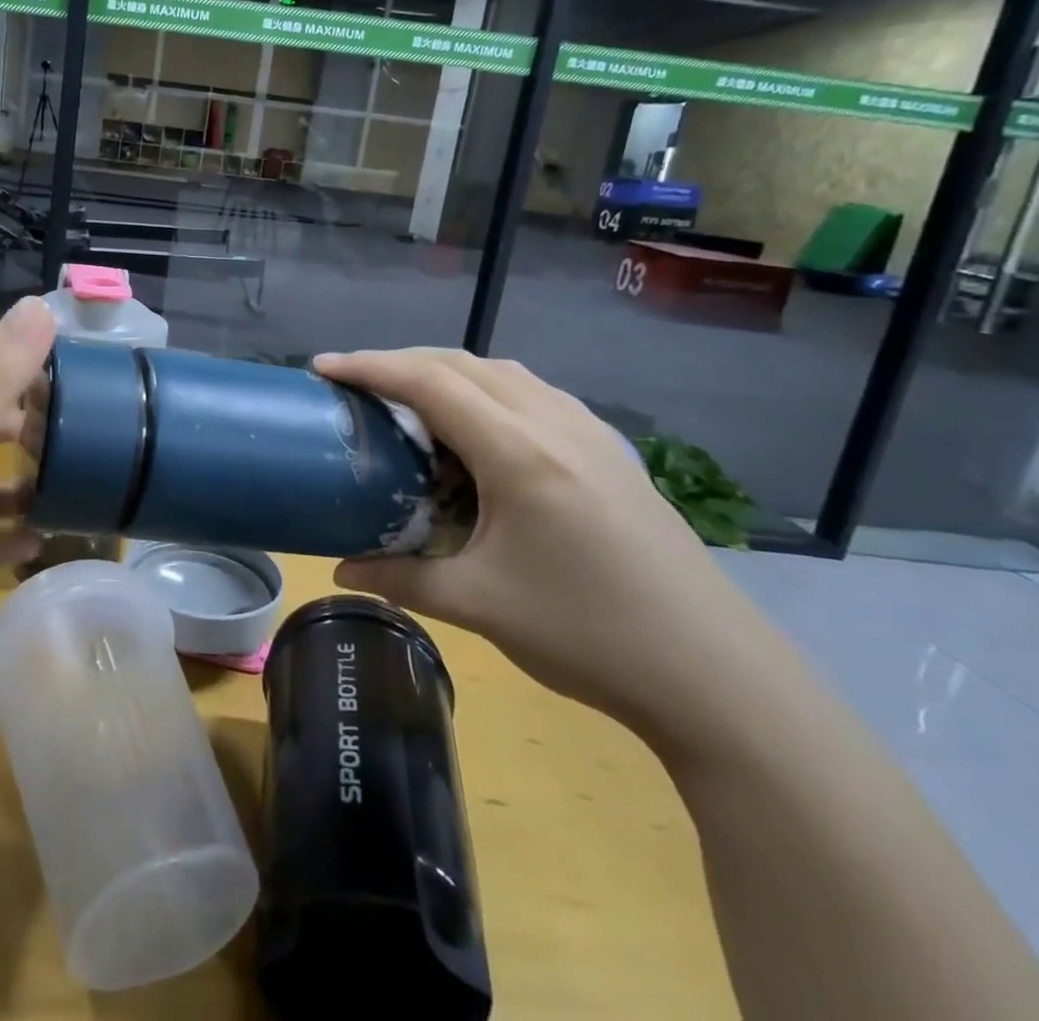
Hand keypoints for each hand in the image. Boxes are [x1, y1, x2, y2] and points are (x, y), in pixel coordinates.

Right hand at [313, 348, 773, 744]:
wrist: (717, 676)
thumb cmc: (588, 634)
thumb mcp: (478, 605)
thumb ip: (399, 578)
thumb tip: (340, 570)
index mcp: (519, 452)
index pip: (428, 382)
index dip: (369, 366)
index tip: (322, 368)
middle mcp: (554, 423)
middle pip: (463, 363)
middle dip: (400, 362)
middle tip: (356, 384)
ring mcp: (590, 433)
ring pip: (503, 373)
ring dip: (447, 372)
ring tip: (409, 400)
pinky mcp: (611, 452)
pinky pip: (534, 394)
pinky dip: (488, 391)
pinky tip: (479, 431)